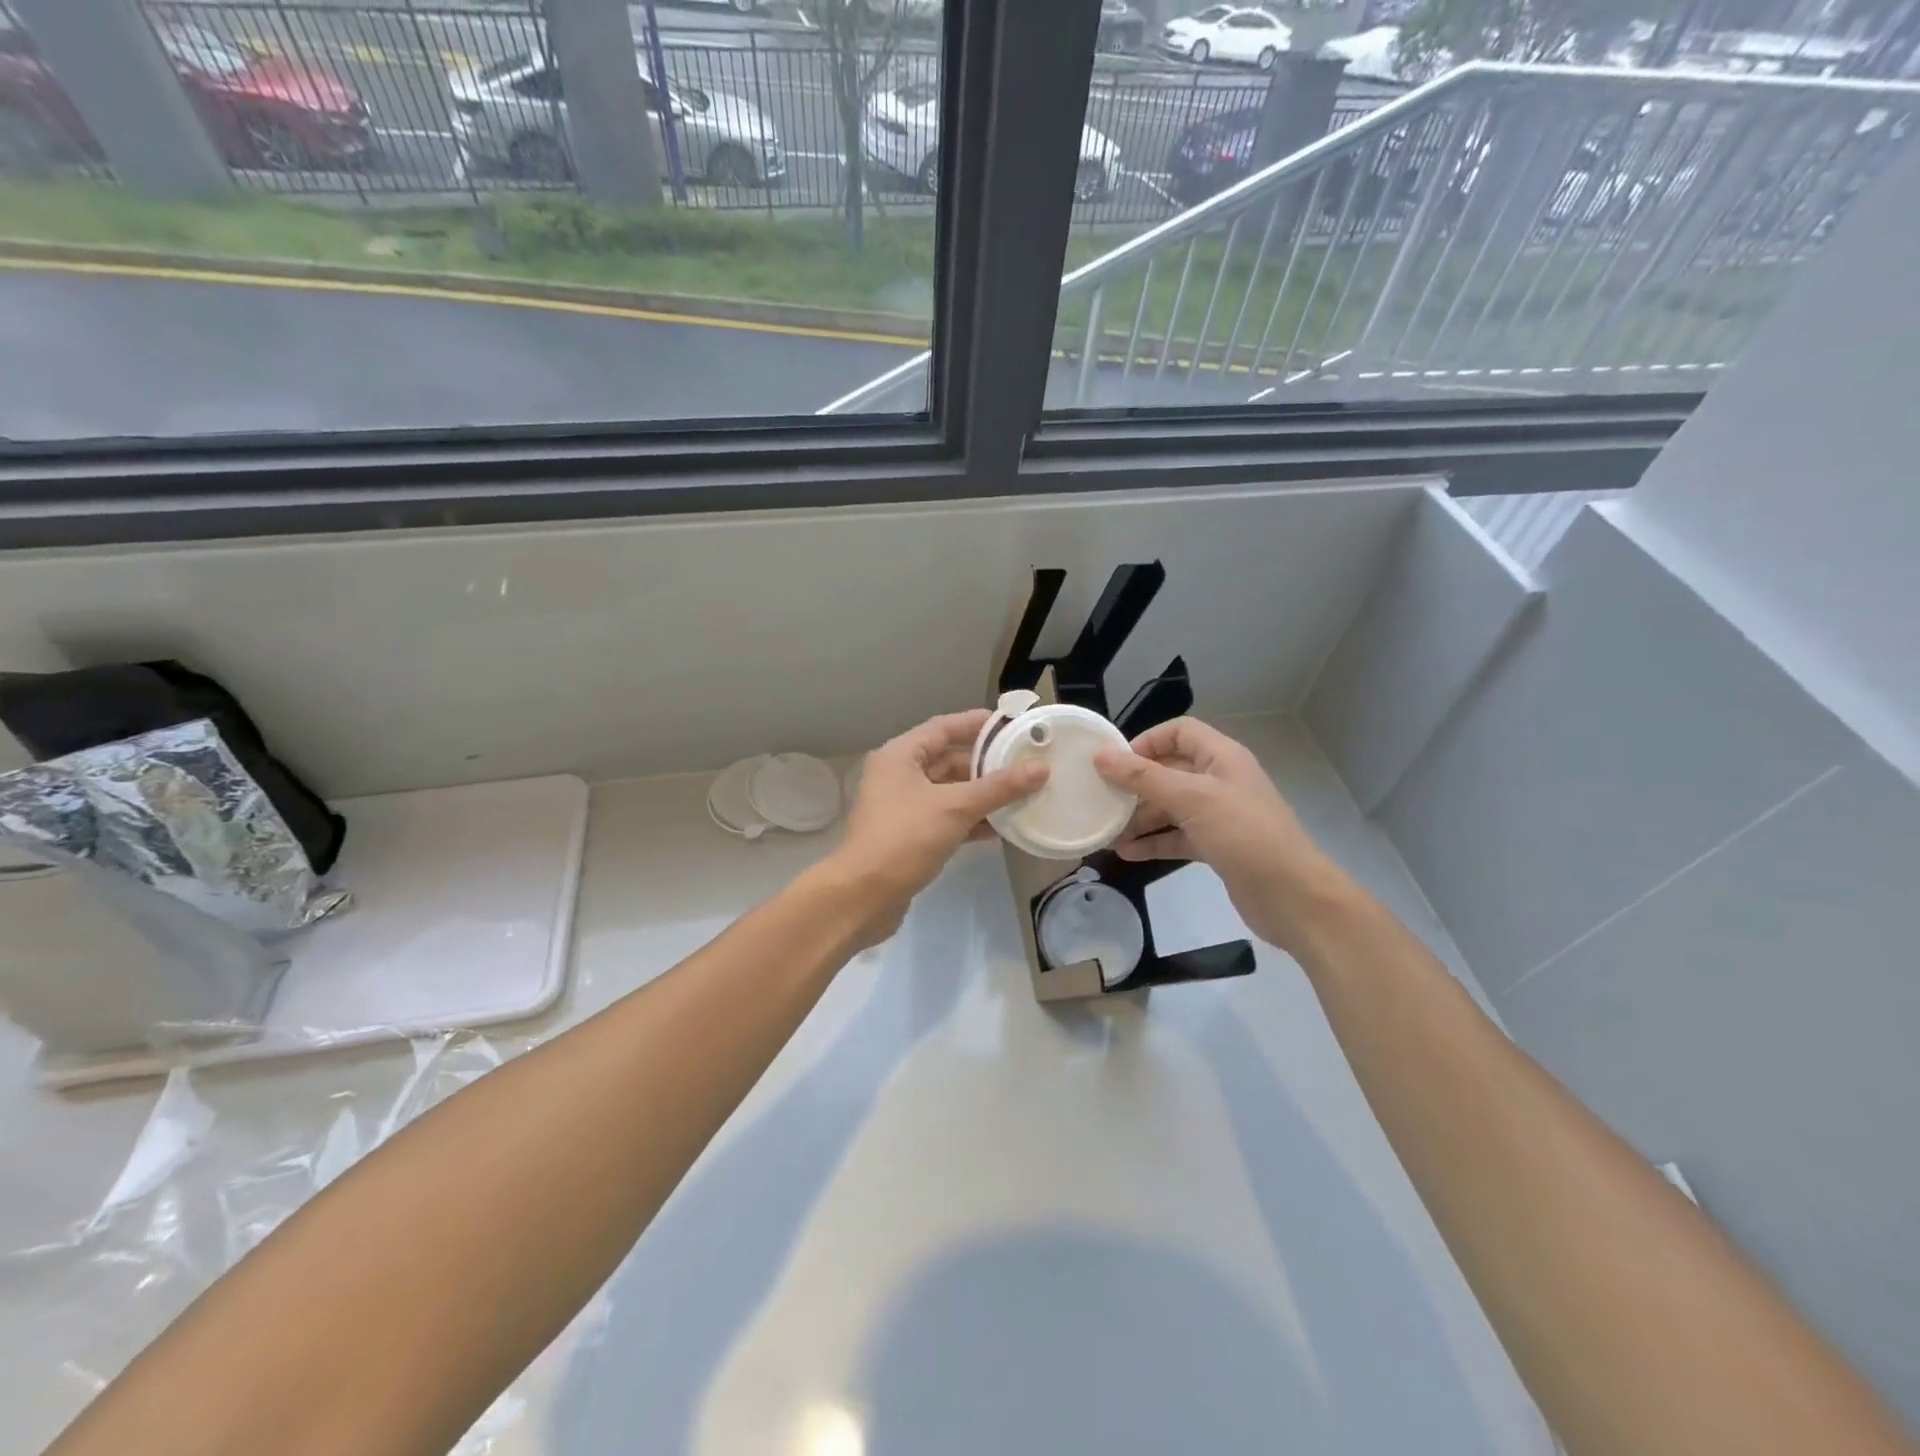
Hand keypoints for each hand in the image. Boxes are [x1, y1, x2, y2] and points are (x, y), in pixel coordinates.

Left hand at [830, 709, 1047, 943]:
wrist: (863, 896)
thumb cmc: (905, 839)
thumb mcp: (955, 808)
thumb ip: (999, 788)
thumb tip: (1041, 769)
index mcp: (900, 756)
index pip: (944, 727)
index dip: (977, 724)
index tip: (1012, 726)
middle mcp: (898, 775)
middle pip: (948, 760)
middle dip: (986, 765)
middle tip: (1025, 765)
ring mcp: (902, 807)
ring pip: (949, 792)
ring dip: (982, 795)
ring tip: (1022, 796)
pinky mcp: (909, 836)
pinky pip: (946, 818)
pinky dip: (971, 820)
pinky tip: (1001, 829)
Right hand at [1094, 717, 1352, 957]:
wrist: (1292, 897)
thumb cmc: (1245, 835)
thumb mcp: (1192, 799)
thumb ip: (1144, 777)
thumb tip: (1101, 756)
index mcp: (1222, 758)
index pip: (1180, 732)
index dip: (1147, 741)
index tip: (1116, 763)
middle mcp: (1220, 781)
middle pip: (1170, 771)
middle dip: (1136, 784)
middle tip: (1102, 799)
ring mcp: (1219, 815)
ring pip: (1171, 807)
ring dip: (1140, 817)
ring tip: (1108, 832)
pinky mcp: (1216, 846)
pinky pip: (1177, 836)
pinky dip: (1153, 842)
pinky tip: (1126, 853)